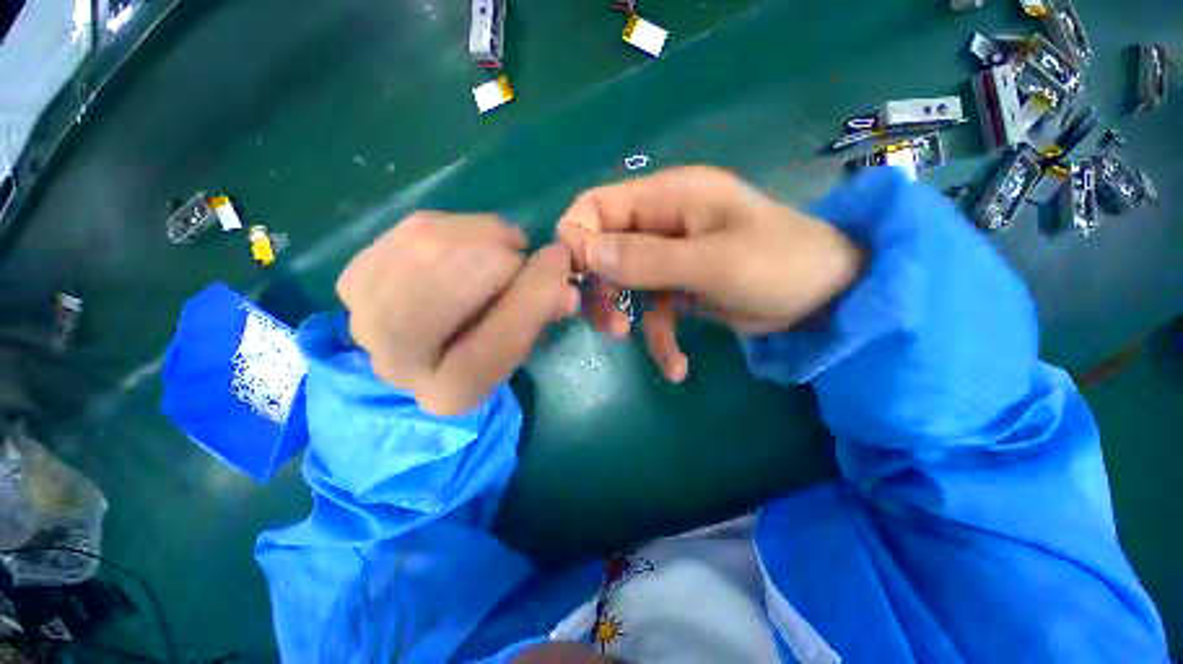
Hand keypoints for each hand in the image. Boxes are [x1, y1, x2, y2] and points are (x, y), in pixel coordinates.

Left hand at [338, 212, 579, 414]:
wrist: (432, 342)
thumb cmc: (486, 347)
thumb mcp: (523, 342)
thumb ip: (542, 314)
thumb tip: (566, 286)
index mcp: (450, 393)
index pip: (493, 346)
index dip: (530, 298)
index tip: (559, 260)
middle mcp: (398, 364)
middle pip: (446, 292)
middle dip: (497, 259)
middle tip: (523, 252)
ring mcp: (365, 316)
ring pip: (424, 249)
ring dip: (478, 236)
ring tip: (503, 243)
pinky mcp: (356, 275)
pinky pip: (410, 231)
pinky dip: (453, 225)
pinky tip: (471, 240)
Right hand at [556, 166, 861, 382]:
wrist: (828, 299)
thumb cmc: (782, 266)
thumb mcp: (715, 264)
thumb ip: (650, 259)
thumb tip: (589, 255)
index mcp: (668, 198)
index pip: (596, 206)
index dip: (578, 240)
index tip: (578, 281)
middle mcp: (661, 222)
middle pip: (603, 248)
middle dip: (599, 287)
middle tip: (609, 323)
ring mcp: (668, 257)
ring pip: (621, 282)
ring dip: (621, 314)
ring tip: (629, 339)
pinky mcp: (678, 287)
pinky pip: (651, 310)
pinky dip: (657, 338)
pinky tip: (675, 366)